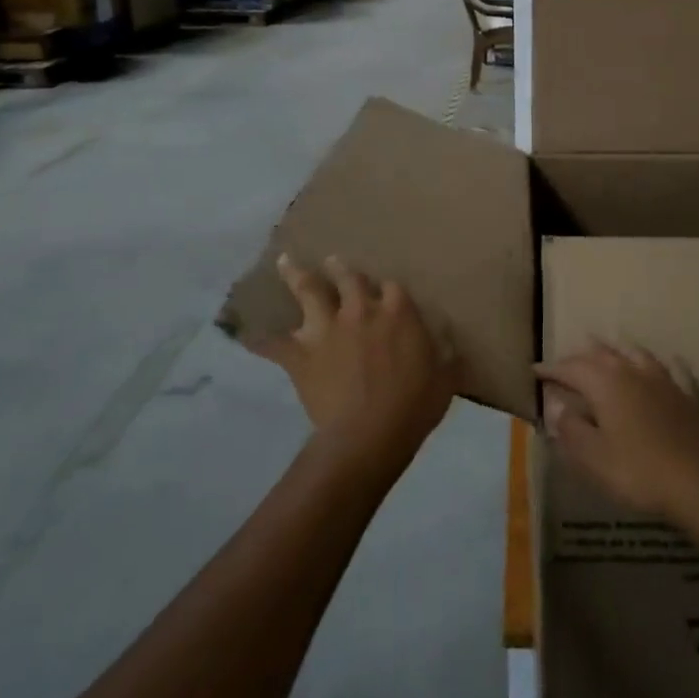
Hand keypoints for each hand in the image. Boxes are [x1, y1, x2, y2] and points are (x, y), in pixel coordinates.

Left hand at [269, 253, 457, 471]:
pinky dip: (261, 341)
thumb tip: (451, 343)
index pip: (393, 287)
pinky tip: (247, 335)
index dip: (388, 288)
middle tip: (334, 261)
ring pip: (308, 292)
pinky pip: (274, 345)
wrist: (368, 435)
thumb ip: (447, 354)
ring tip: (287, 262)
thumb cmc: (413, 406)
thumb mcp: (445, 378)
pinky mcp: (301, 354)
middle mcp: (360, 309)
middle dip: (341, 268)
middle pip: (348, 277)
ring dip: (296, 276)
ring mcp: (326, 329)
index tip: (387, 291)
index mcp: (397, 312)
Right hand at [536, 344, 698, 522]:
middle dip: (579, 357)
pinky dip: (657, 363)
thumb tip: (557, 406)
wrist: (696, 482)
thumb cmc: (636, 471)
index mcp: (604, 382)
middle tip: (565, 365)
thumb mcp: (592, 457)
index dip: (551, 369)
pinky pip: (668, 367)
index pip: (571, 368)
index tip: (535, 371)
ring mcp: (661, 378)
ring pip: (633, 353)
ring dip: (614, 351)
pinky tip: (660, 363)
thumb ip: (571, 429)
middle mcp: (631, 370)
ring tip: (604, 352)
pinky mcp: (684, 392)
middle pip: (600, 354)